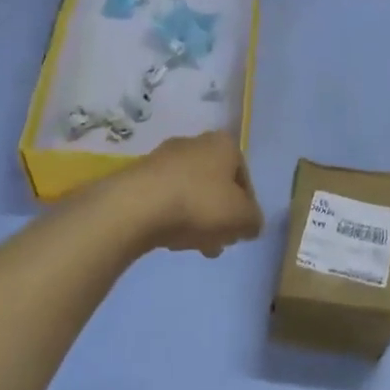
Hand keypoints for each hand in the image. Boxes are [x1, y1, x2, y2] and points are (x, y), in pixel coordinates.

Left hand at [120, 131, 263, 257]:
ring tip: (193, 246)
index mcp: (224, 145)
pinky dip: (171, 216)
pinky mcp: (138, 175)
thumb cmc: (199, 205)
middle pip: (216, 185)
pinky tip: (169, 238)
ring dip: (196, 218)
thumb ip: (253, 221)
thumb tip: (250, 224)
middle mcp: (194, 143)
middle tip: (218, 243)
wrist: (135, 207)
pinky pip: (165, 198)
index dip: (246, 209)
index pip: (245, 179)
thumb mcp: (243, 218)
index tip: (239, 232)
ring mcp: (163, 157)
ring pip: (190, 192)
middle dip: (219, 215)